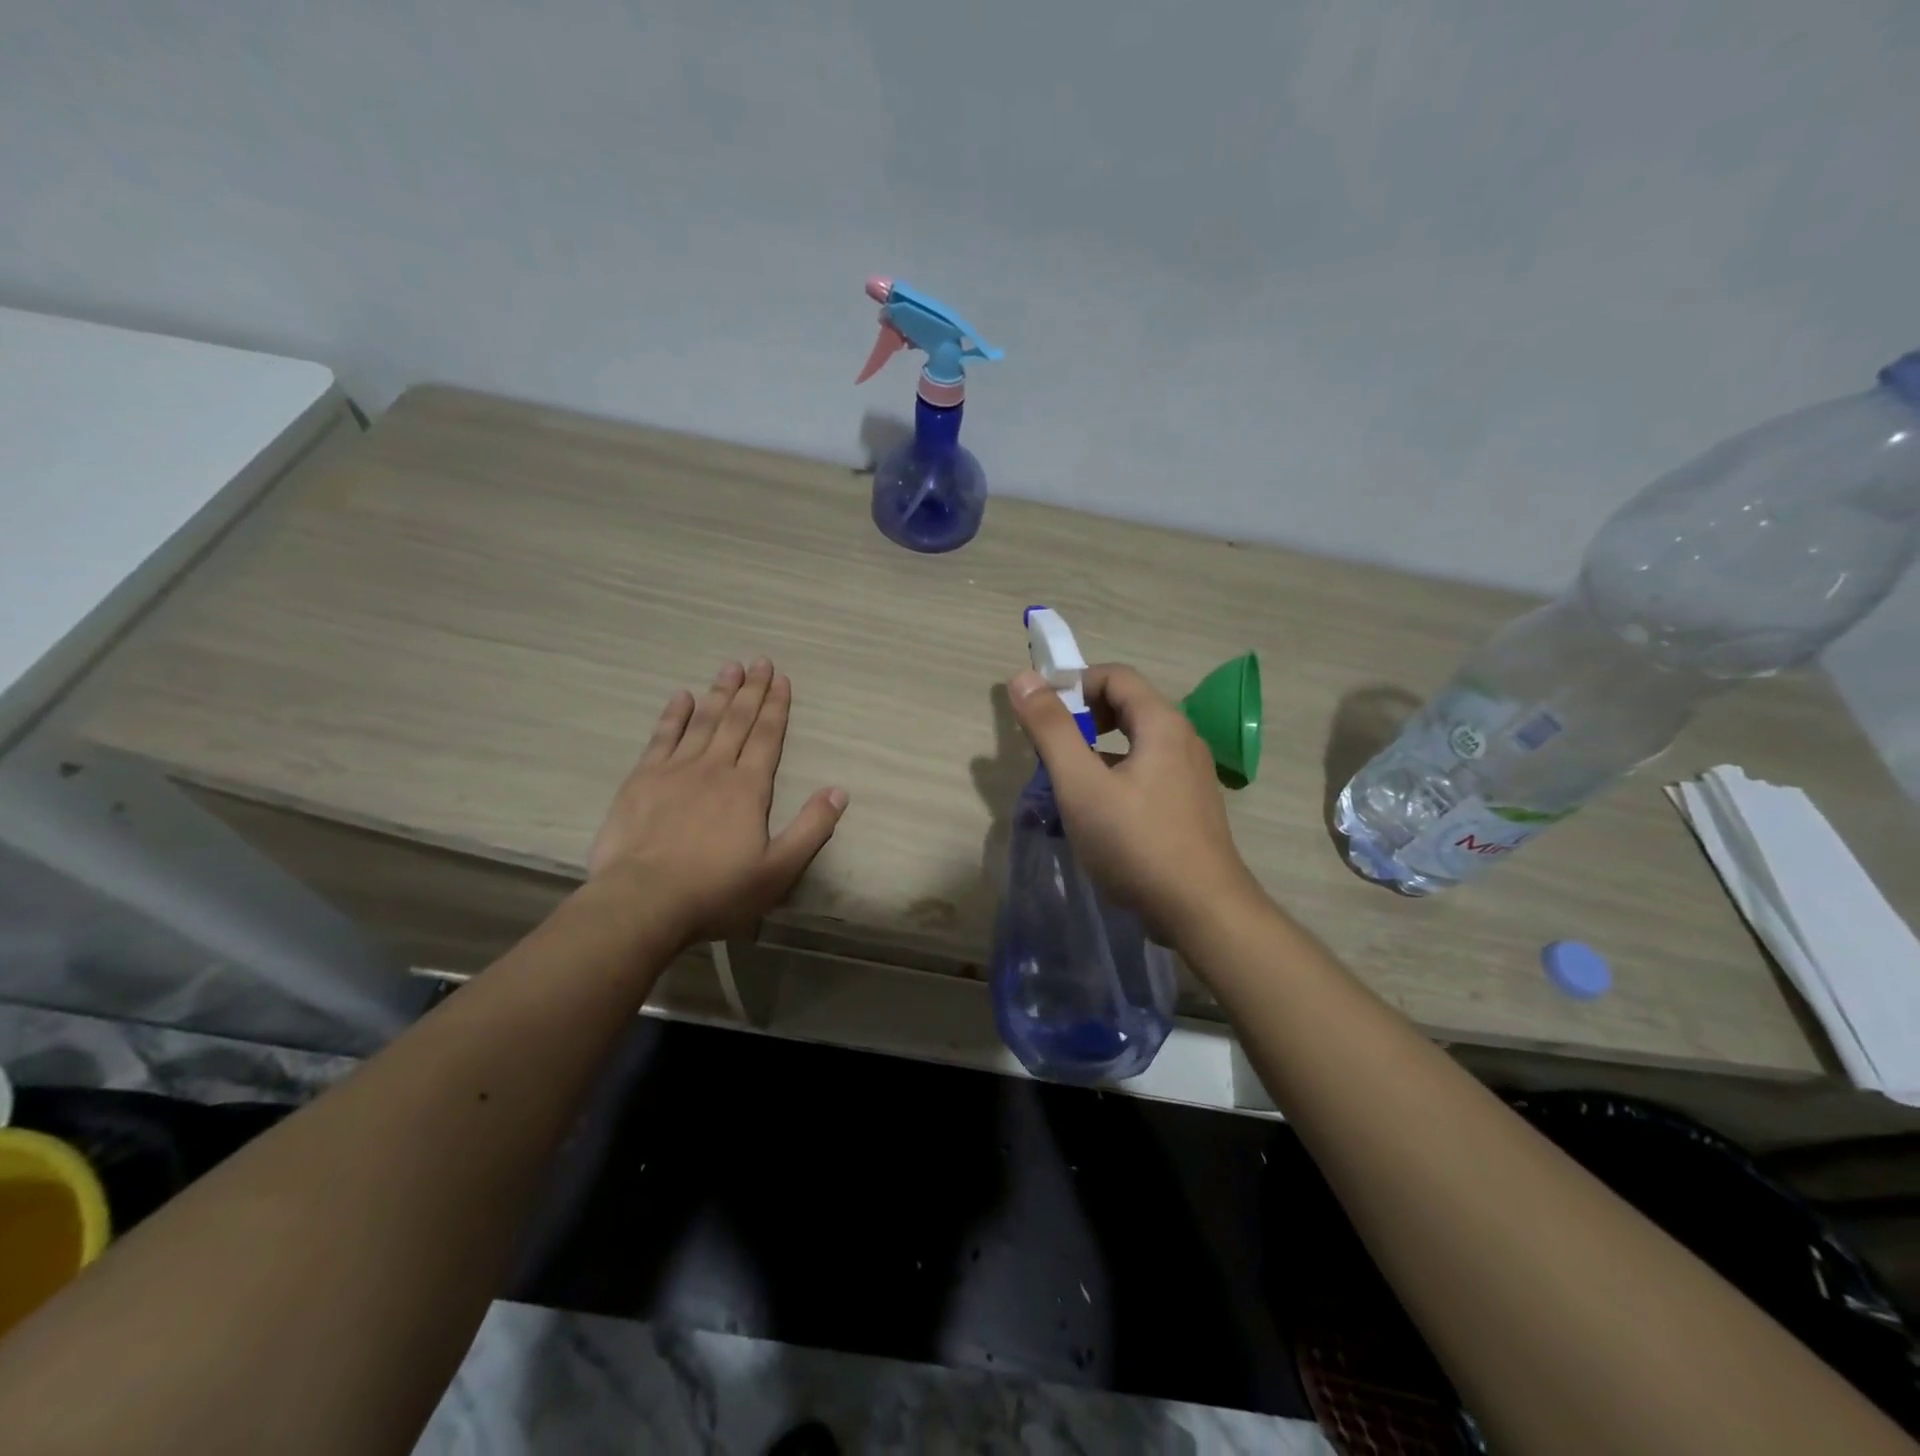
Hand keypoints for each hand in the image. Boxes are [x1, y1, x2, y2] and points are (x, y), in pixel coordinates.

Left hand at [588, 659, 847, 943]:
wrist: (643, 901)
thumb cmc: (716, 891)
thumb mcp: (778, 870)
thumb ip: (811, 829)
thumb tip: (839, 791)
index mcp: (748, 788)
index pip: (768, 737)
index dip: (777, 707)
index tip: (782, 679)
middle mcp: (715, 769)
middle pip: (737, 720)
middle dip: (751, 690)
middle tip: (759, 661)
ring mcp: (675, 771)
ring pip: (702, 722)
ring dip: (718, 693)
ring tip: (729, 668)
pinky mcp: (641, 780)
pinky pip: (661, 738)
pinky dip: (673, 715)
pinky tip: (680, 696)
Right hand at [1008, 663, 1263, 941]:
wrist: (1201, 911)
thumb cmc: (1136, 843)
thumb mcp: (1081, 785)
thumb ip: (1051, 729)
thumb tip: (1022, 678)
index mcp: (1162, 724)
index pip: (1115, 675)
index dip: (1074, 682)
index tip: (1040, 711)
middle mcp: (1184, 740)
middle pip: (1128, 705)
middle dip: (1084, 716)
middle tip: (1051, 746)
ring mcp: (1192, 775)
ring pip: (1137, 742)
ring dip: (1098, 748)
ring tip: (1068, 780)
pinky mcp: (1190, 807)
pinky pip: (1148, 771)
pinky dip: (1117, 774)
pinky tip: (1099, 812)